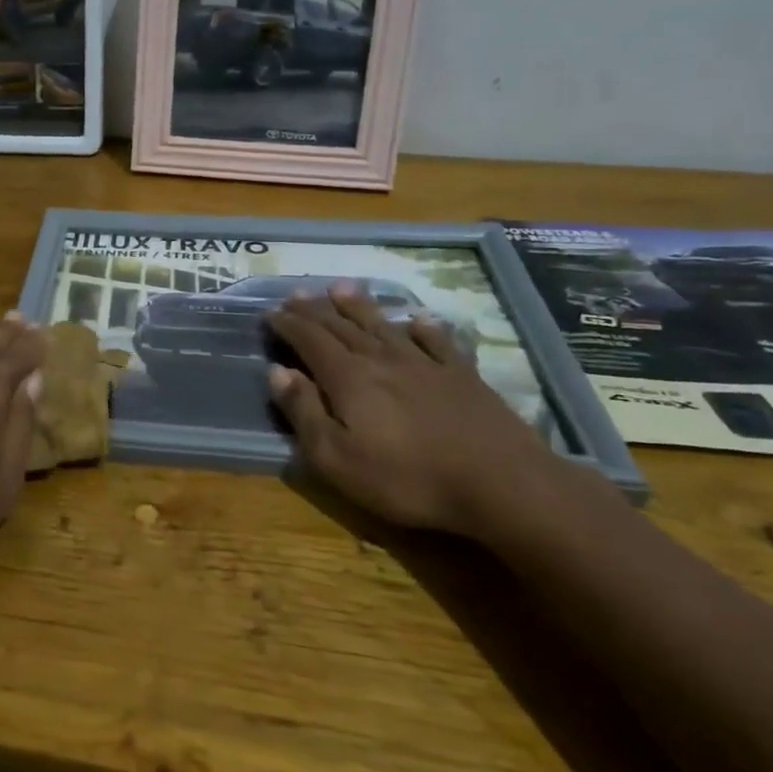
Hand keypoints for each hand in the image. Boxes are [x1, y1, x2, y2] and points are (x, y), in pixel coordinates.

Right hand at [266, 284, 557, 536]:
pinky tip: (419, 319)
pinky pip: (438, 342)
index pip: (310, 341)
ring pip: (384, 326)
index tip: (272, 313)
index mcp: (348, 378)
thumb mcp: (336, 458)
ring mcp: (426, 365)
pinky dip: (424, 328)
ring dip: (360, 306)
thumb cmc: (406, 478)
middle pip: (342, 327)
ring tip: (342, 287)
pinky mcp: (462, 377)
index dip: (289, 325)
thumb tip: (277, 372)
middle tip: (297, 293)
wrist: (500, 484)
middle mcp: (382, 360)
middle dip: (316, 310)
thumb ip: (304, 412)